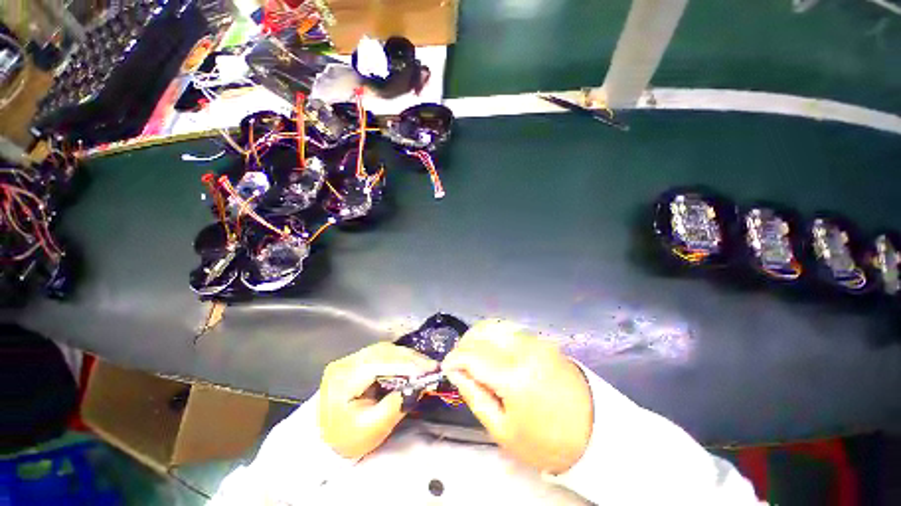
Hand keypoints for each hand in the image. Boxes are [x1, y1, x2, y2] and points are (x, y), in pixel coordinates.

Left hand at [318, 342, 436, 458]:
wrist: (328, 443)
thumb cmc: (349, 439)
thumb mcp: (373, 428)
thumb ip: (397, 405)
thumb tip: (420, 385)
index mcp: (343, 379)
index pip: (379, 363)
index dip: (406, 364)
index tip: (429, 369)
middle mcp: (345, 363)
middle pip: (383, 352)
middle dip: (410, 358)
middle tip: (431, 366)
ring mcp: (350, 359)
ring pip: (384, 350)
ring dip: (406, 357)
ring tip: (425, 365)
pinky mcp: (357, 361)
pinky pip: (383, 354)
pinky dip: (399, 358)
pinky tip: (411, 364)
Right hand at [443, 320, 593, 474]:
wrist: (595, 432)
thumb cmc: (545, 441)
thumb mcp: (502, 429)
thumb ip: (475, 395)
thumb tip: (456, 372)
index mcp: (513, 376)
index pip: (471, 355)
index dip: (453, 359)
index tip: (446, 367)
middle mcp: (523, 349)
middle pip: (481, 333)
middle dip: (464, 345)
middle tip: (459, 362)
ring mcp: (535, 341)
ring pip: (494, 326)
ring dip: (477, 337)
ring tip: (473, 355)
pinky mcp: (542, 340)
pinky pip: (509, 329)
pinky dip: (493, 335)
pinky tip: (491, 350)